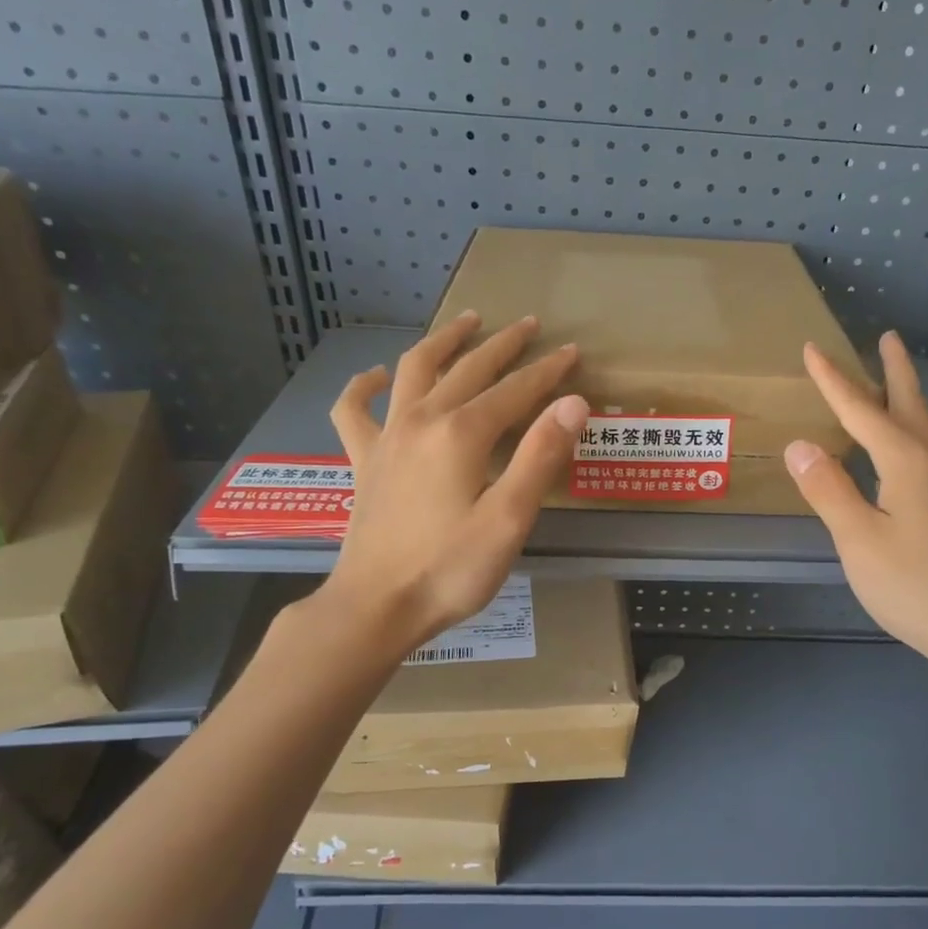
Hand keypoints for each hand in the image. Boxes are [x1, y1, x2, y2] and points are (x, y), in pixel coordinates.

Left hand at [310, 311, 586, 658]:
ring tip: (466, 321)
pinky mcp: (364, 461)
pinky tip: (376, 376)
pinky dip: (363, 387)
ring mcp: (387, 437)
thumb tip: (573, 403)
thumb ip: (541, 457)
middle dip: (504, 345)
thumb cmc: (449, 570)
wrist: (375, 607)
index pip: (515, 390)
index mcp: (462, 434)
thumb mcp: (509, 520)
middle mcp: (422, 421)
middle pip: (469, 369)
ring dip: (444, 342)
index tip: (572, 351)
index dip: (547, 370)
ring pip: (414, 370)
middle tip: (530, 325)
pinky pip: (354, 411)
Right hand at [784, 332, 927, 692]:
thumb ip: (828, 490)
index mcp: (906, 461)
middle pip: (909, 404)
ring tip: (891, 383)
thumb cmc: (917, 586)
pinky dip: (910, 430)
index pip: (861, 410)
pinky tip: (904, 450)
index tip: (813, 348)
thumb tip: (799, 444)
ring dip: (905, 398)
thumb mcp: (859, 540)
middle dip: (893, 371)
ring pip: (923, 427)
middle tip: (887, 338)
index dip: (833, 379)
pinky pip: (927, 450)